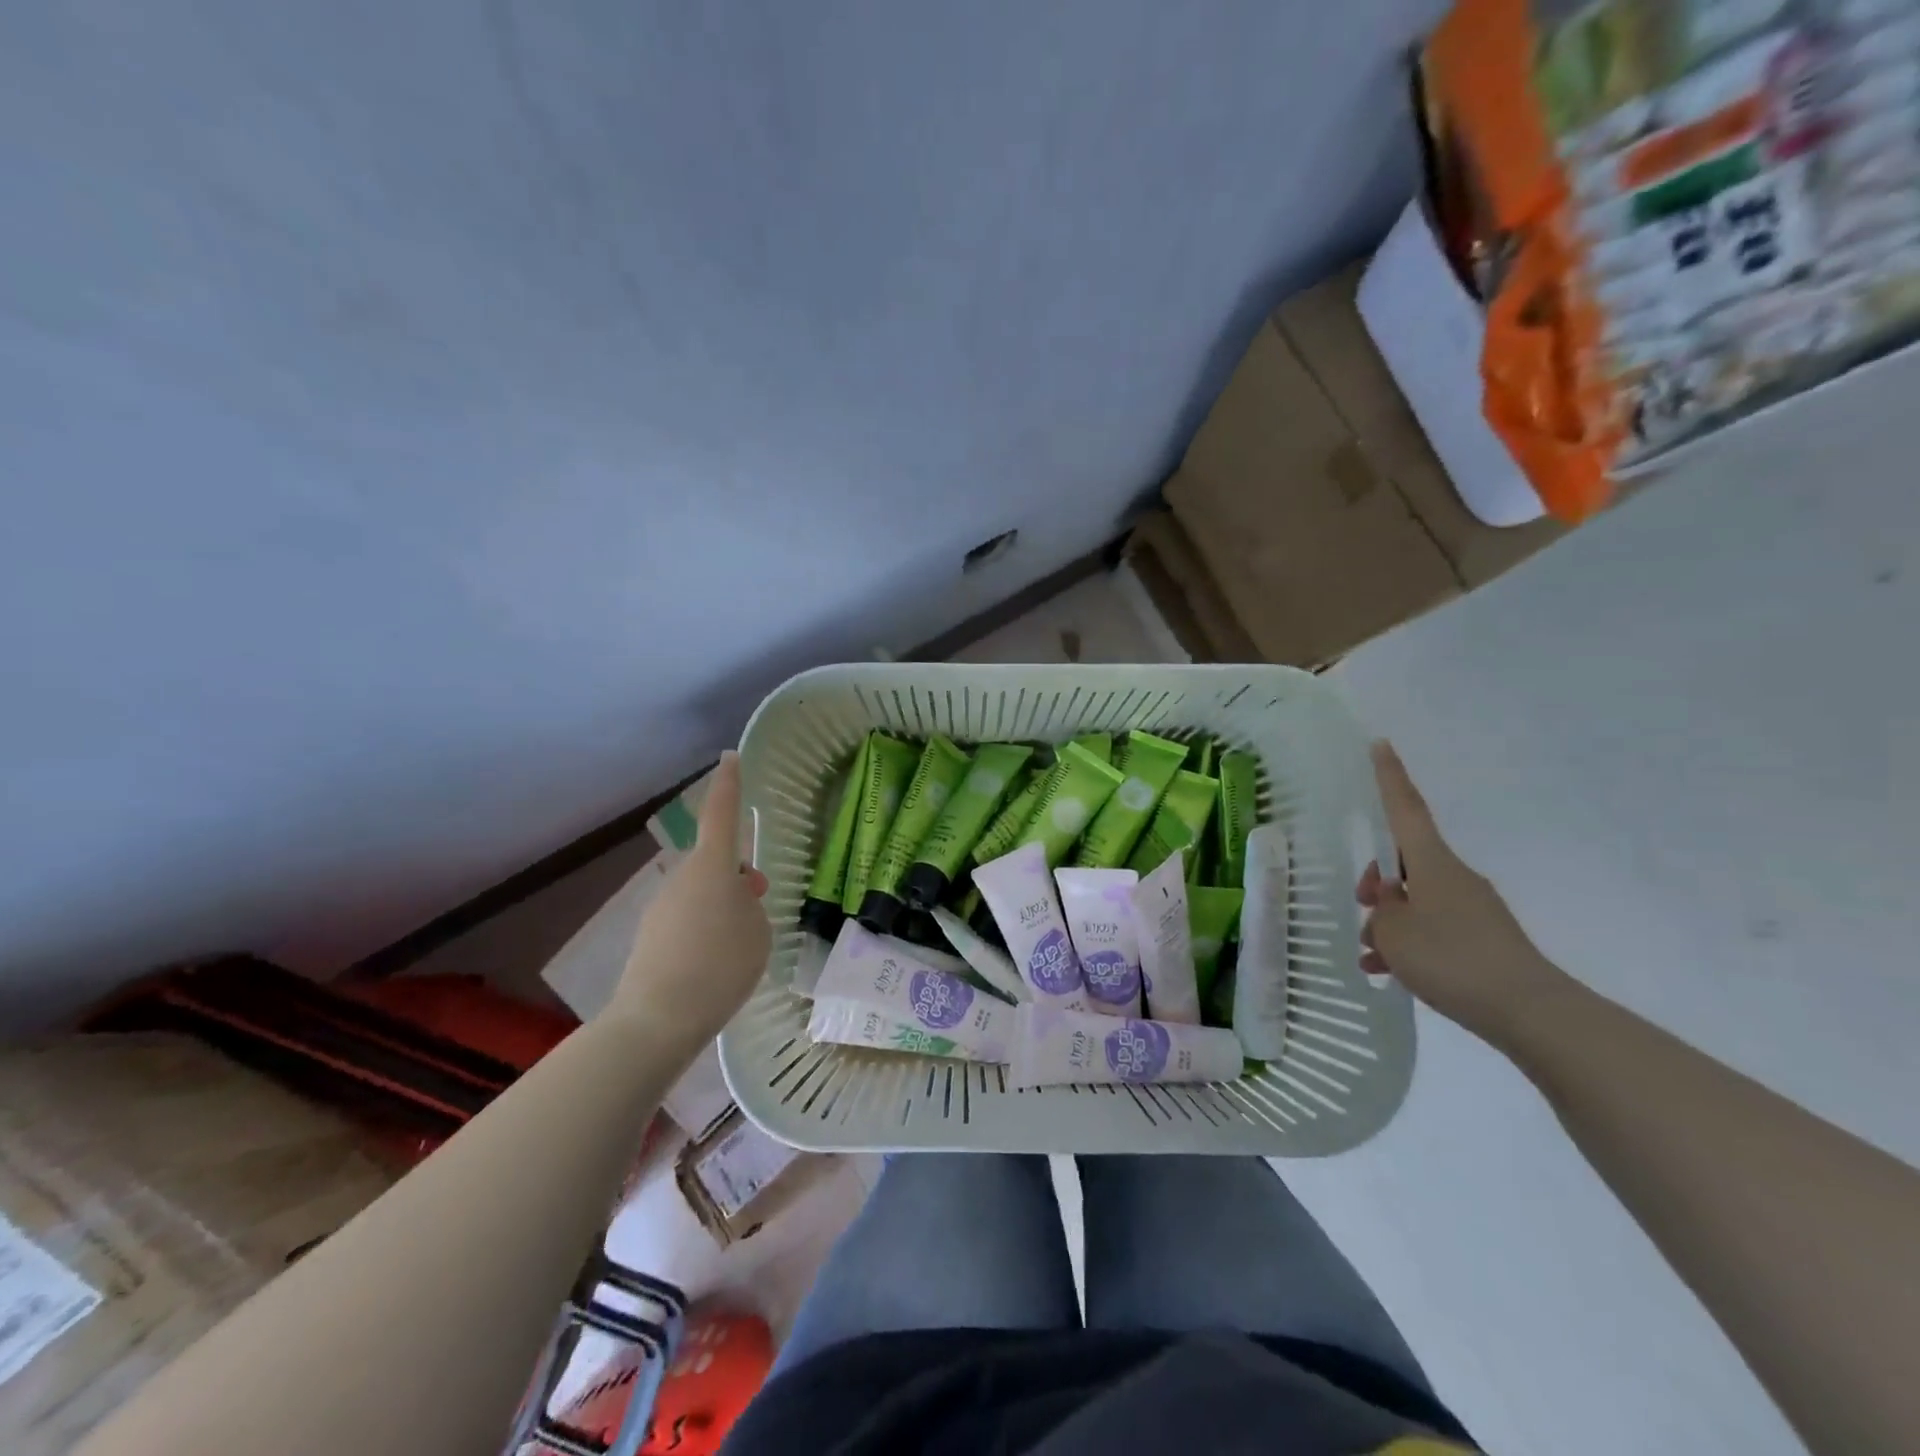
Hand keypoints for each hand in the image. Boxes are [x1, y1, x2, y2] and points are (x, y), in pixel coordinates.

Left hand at [612, 752, 770, 1047]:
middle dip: (737, 873)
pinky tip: (715, 963)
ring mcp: (662, 906)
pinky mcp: (651, 936)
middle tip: (760, 896)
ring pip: (702, 892)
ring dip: (722, 904)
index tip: (730, 758)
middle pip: (715, 862)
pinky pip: (688, 918)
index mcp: (713, 867)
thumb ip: (752, 906)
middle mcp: (682, 877)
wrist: (657, 1019)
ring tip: (741, 942)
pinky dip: (705, 929)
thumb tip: (736, 900)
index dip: (729, 785)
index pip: (722, 814)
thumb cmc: (720, 965)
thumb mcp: (758, 931)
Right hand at [1358, 741, 1568, 1048]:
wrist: (1530, 1012)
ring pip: (1416, 901)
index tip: (1380, 744)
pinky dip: (1410, 946)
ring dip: (1390, 923)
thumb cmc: (1452, 958)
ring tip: (1372, 957)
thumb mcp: (1395, 933)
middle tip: (1359, 907)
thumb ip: (1381, 913)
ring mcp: (1472, 910)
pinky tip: (1390, 973)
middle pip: (1405, 864)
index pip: (1406, 810)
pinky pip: (1434, 930)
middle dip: (1376, 882)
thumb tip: (1387, 905)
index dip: (1390, 777)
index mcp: (1434, 864)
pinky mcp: (1482, 941)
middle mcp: (1454, 878)